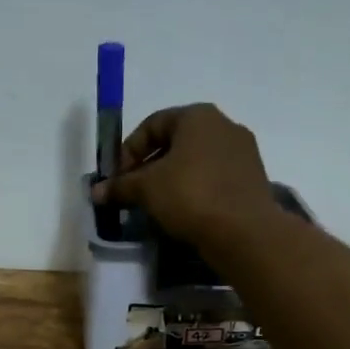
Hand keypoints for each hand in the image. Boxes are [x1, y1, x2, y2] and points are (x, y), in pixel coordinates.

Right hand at [90, 103, 279, 247]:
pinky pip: (215, 179)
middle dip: (150, 166)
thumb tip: (96, 192)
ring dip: (173, 179)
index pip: (153, 124)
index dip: (129, 150)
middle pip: (176, 142)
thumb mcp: (147, 188)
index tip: (118, 177)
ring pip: (196, 162)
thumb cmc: (191, 195)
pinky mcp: (252, 179)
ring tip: (157, 205)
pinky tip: (185, 212)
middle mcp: (224, 126)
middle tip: (134, 192)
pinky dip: (196, 190)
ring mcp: (243, 153)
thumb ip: (121, 186)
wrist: (245, 232)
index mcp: (198, 116)